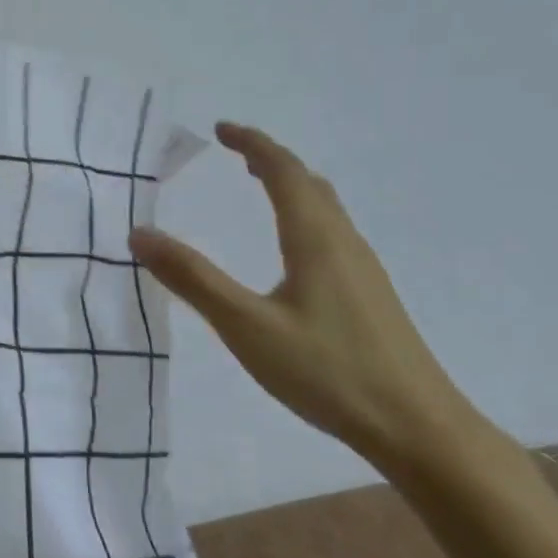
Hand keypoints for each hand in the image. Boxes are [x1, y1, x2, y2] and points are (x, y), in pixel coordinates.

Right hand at [128, 123, 479, 475]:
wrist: (418, 428)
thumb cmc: (328, 372)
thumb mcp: (246, 326)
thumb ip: (193, 279)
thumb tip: (140, 233)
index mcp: (315, 239)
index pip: (284, 171)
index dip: (252, 144)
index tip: (221, 129)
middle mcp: (343, 243)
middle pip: (309, 183)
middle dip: (271, 159)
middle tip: (235, 154)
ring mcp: (363, 270)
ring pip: (326, 208)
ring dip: (291, 186)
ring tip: (260, 186)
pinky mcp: (370, 295)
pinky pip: (332, 232)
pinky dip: (304, 214)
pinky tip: (293, 248)